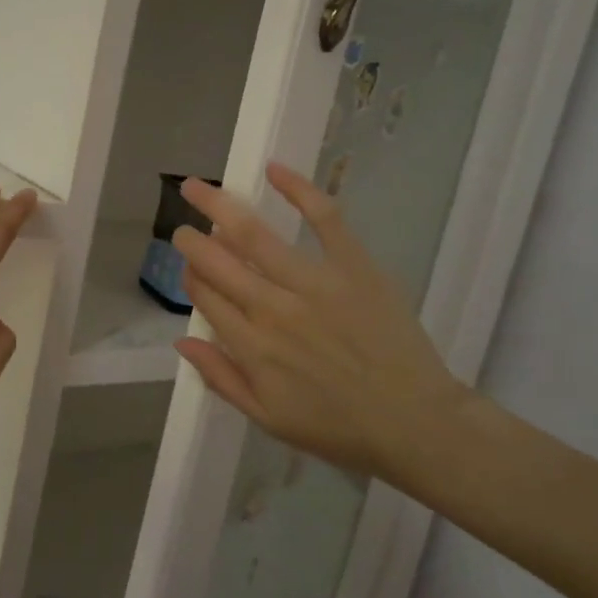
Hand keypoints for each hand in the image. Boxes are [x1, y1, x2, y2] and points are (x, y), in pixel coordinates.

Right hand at [171, 162, 467, 480]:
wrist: (416, 424)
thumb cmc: (340, 428)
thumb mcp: (269, 418)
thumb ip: (221, 378)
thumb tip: (181, 342)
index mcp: (252, 346)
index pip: (205, 296)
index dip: (190, 277)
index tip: (189, 268)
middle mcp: (273, 308)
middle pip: (218, 261)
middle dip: (192, 240)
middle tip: (182, 227)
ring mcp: (314, 282)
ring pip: (254, 234)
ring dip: (219, 206)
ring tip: (195, 187)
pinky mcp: (354, 265)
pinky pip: (324, 218)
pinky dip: (298, 189)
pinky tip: (273, 169)